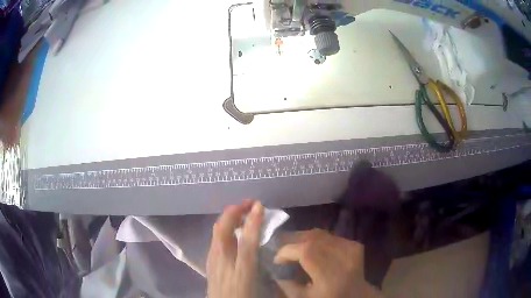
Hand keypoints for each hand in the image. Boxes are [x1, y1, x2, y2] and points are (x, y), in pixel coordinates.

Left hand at [207, 200, 263, 297]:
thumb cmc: (242, 296)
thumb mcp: (256, 282)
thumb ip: (260, 263)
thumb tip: (265, 243)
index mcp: (238, 269)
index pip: (246, 239)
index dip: (253, 221)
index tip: (259, 205)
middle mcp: (221, 259)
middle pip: (223, 229)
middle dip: (235, 211)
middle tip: (250, 204)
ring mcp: (212, 259)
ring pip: (217, 231)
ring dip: (228, 217)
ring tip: (242, 212)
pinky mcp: (209, 261)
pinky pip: (215, 237)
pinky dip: (224, 226)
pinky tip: (231, 230)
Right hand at [275, 229, 382, 297]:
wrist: (357, 295)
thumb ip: (287, 285)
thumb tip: (275, 269)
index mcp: (329, 275)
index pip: (306, 252)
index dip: (287, 251)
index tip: (277, 259)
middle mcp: (342, 258)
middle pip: (313, 238)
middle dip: (293, 241)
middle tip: (282, 248)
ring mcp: (351, 249)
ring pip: (321, 234)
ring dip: (304, 237)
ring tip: (294, 245)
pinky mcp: (355, 245)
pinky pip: (331, 235)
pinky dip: (317, 239)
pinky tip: (312, 246)